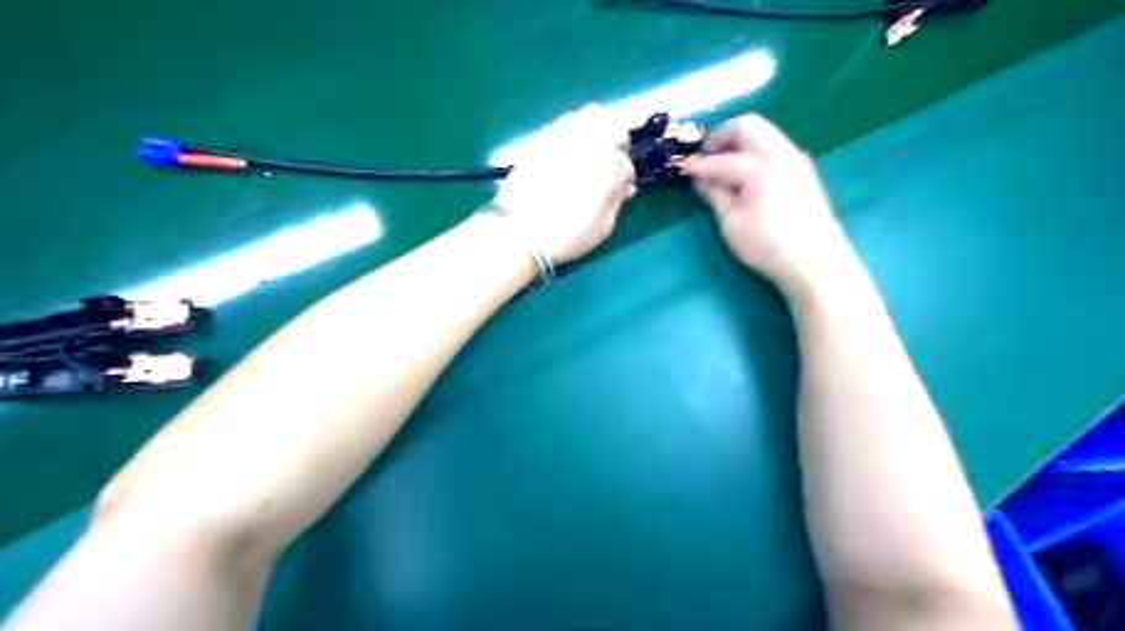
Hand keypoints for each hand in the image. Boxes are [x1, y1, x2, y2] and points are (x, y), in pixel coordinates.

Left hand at [495, 101, 635, 264]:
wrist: (519, 231)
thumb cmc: (566, 235)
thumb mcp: (603, 227)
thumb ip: (617, 201)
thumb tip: (623, 186)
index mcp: (610, 164)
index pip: (627, 164)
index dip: (625, 179)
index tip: (618, 190)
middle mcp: (591, 141)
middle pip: (616, 129)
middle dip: (618, 146)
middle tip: (610, 166)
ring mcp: (565, 134)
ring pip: (593, 116)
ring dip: (599, 131)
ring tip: (593, 153)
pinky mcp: (544, 136)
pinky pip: (568, 121)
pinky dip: (576, 130)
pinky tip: (572, 152)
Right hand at [676, 114, 852, 294]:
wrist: (816, 261)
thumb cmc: (768, 246)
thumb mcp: (732, 225)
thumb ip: (716, 196)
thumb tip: (702, 181)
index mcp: (760, 168)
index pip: (722, 160)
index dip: (699, 165)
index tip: (683, 168)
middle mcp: (780, 154)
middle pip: (748, 126)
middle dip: (722, 136)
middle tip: (706, 156)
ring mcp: (795, 159)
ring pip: (764, 132)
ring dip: (740, 141)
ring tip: (723, 164)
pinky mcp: (803, 170)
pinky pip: (774, 145)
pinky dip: (755, 150)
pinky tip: (746, 174)